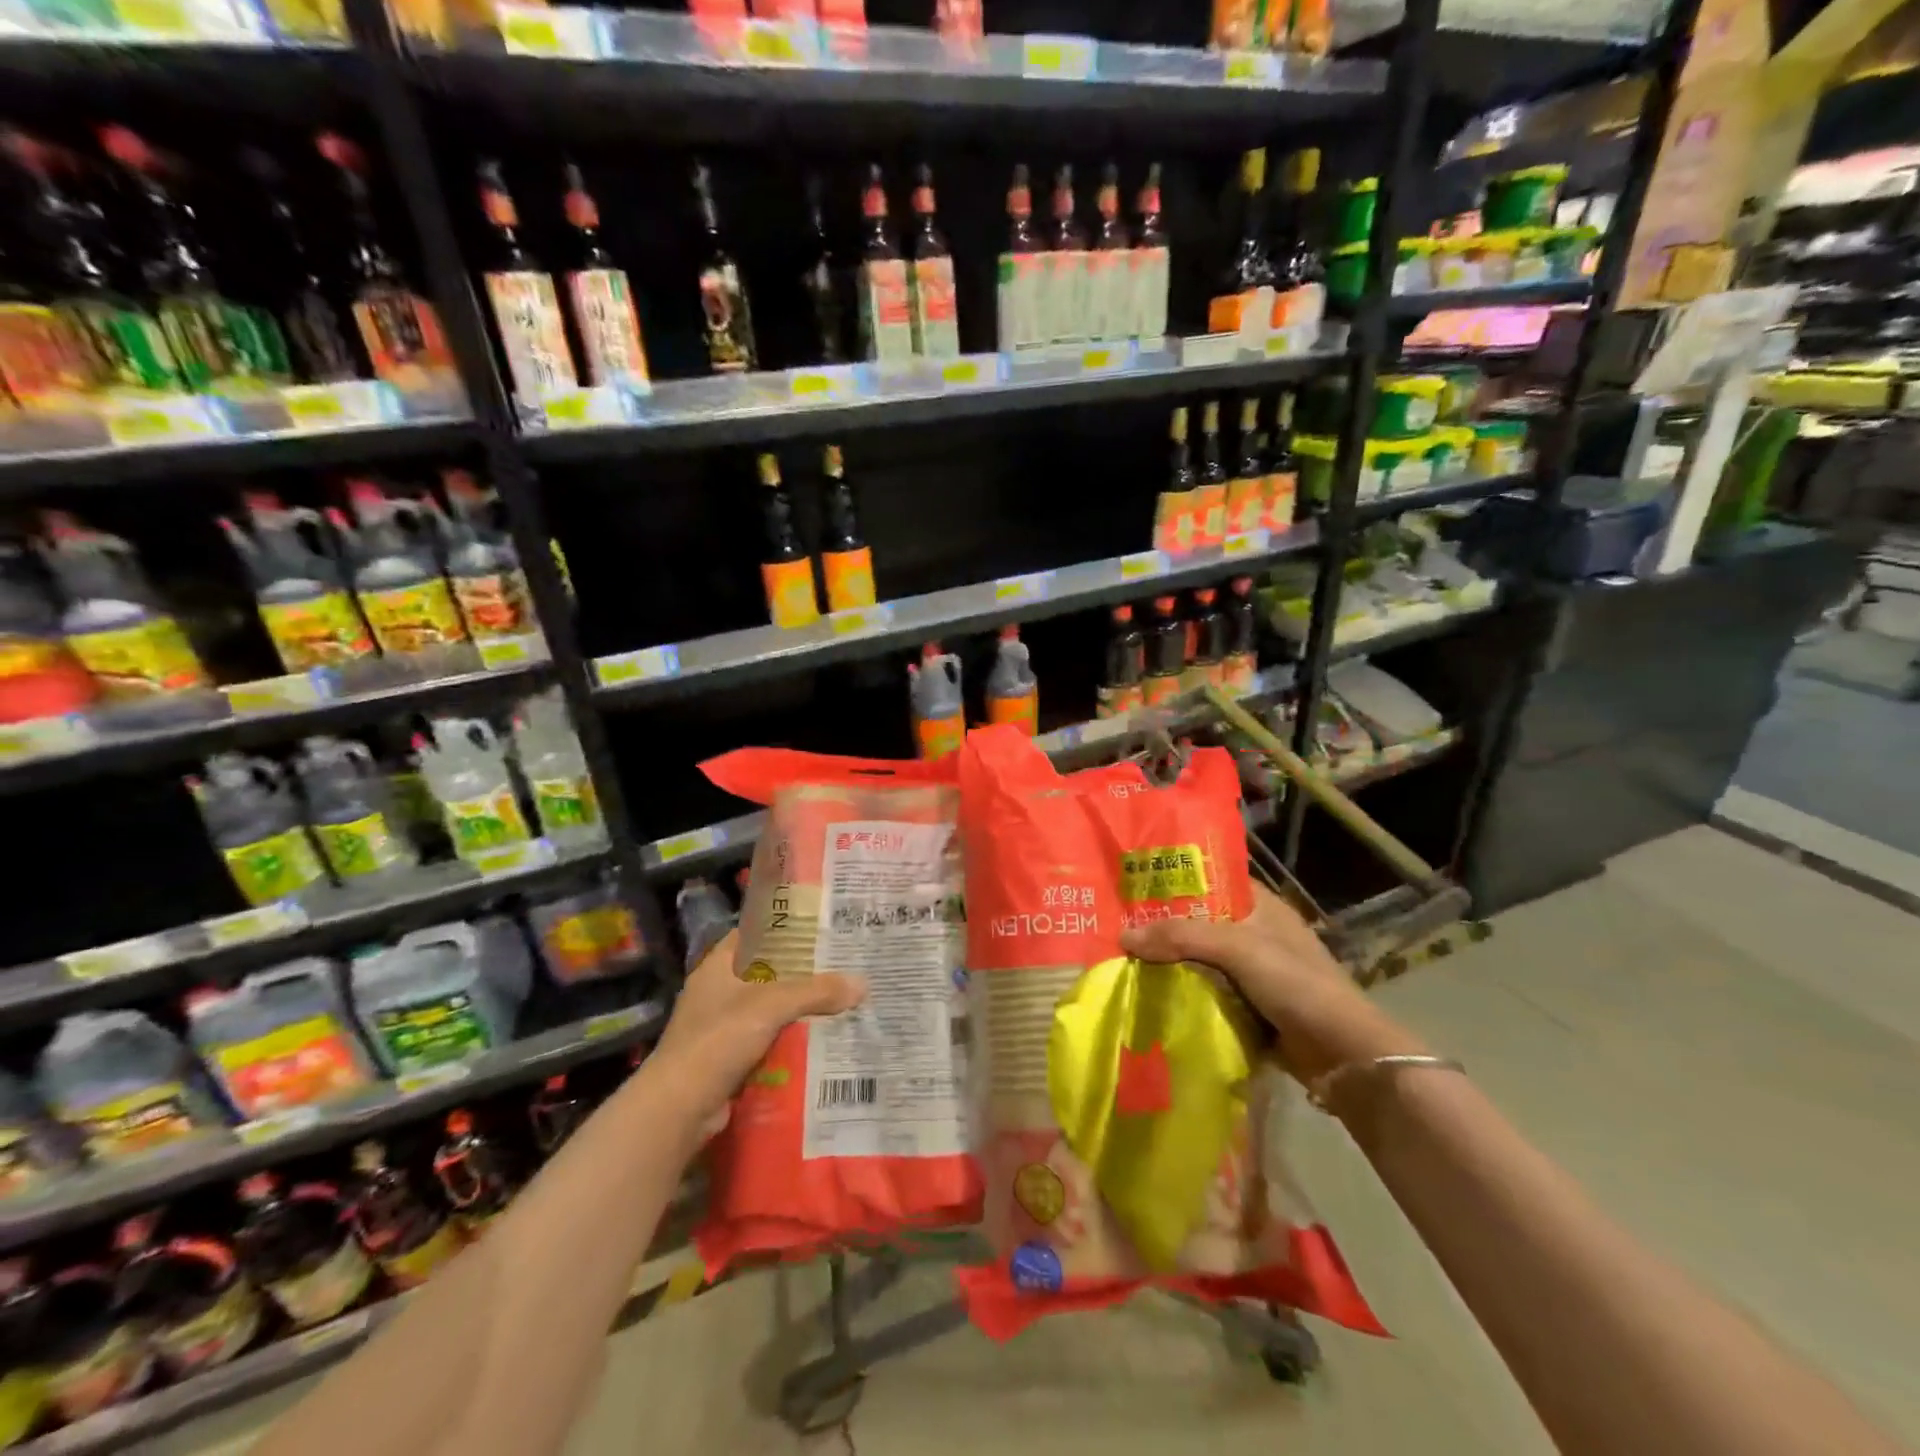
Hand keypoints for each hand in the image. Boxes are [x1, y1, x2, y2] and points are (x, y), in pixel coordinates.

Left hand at [651, 929, 865, 1135]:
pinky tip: (820, 1039)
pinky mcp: (728, 1058)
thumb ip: (816, 991)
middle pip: (767, 971)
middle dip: (801, 971)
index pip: (754, 932)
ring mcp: (721, 1026)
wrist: (679, 1107)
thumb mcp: (772, 1005)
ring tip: (840, 1000)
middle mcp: (718, 990)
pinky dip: (789, 1039)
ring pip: (769, 1007)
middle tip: (841, 964)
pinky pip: (767, 1039)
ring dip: (798, 1008)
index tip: (819, 925)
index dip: (784, 926)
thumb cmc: (719, 1039)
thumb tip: (862, 984)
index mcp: (719, 965)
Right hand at [1118, 884, 1424, 1085]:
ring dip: (1170, 962)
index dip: (1176, 879)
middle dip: (1164, 926)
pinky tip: (1150, 994)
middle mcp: (1257, 933)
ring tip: (1124, 958)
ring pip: (1200, 959)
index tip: (1135, 883)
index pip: (1212, 880)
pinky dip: (1183, 993)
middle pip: (1200, 922)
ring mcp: (1254, 973)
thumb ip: (1181, 937)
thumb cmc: (1296, 984)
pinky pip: (1207, 992)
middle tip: (1119, 925)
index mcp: (1262, 906)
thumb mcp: (1237, 948)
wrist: (1344, 1055)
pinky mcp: (1250, 1007)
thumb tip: (1124, 937)